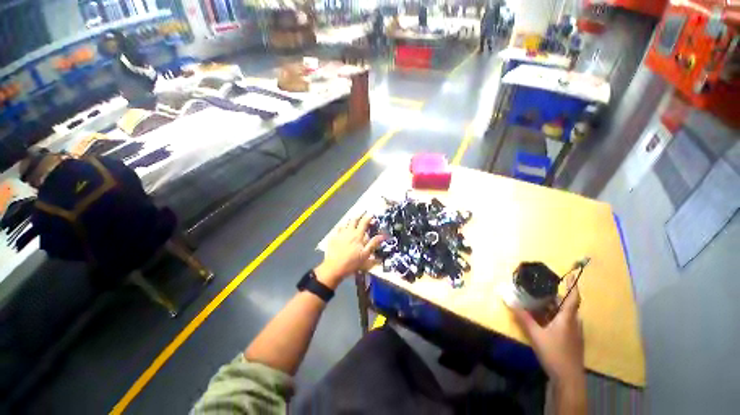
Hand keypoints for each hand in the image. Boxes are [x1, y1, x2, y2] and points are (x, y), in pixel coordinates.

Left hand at [315, 215, 384, 288]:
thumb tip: (382, 235)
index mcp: (358, 235)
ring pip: (346, 223)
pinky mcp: (333, 237)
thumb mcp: (365, 255)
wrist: (334, 267)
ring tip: (353, 219)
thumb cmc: (352, 262)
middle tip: (363, 213)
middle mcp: (349, 231)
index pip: (364, 222)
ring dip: (351, 220)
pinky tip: (342, 227)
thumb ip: (373, 243)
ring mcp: (340, 234)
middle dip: (359, 216)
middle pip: (354, 220)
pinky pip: (338, 228)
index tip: (371, 214)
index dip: (368, 217)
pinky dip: (342, 226)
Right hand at [512, 275, 584, 384]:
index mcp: (568, 318)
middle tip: (541, 290)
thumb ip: (523, 318)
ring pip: (564, 315)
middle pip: (567, 305)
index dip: (573, 285)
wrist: (568, 379)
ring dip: (553, 308)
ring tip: (538, 303)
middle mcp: (574, 323)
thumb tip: (509, 301)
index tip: (570, 274)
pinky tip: (542, 321)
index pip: (573, 298)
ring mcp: (574, 333)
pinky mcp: (572, 340)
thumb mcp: (535, 335)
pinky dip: (553, 318)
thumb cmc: (554, 353)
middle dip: (554, 297)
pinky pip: (564, 323)